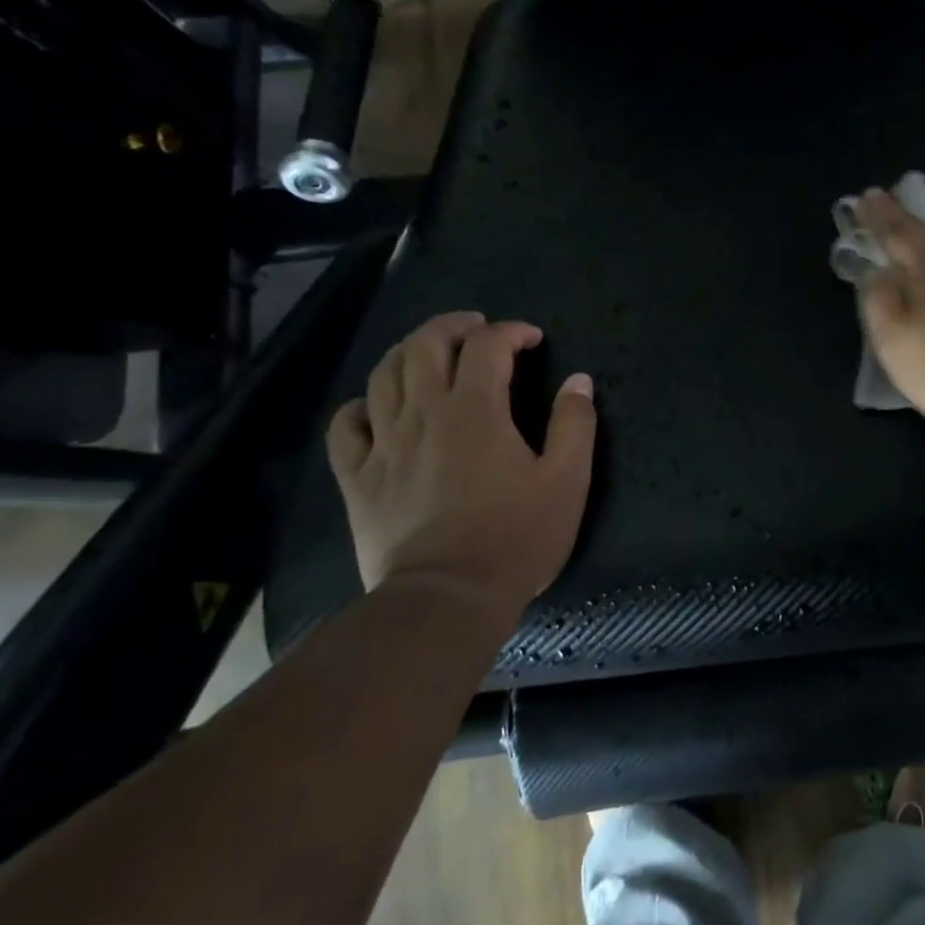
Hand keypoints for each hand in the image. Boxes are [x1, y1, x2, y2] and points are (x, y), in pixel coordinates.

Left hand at [325, 312, 596, 620]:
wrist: (447, 598)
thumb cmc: (516, 538)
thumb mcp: (567, 481)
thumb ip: (574, 425)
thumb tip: (578, 381)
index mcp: (476, 410)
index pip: (489, 346)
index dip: (512, 332)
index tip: (532, 339)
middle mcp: (424, 413)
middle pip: (425, 345)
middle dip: (453, 325)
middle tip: (476, 327)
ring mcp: (384, 444)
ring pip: (383, 375)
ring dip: (409, 352)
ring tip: (430, 353)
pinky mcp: (358, 478)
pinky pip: (346, 426)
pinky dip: (360, 406)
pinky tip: (377, 407)